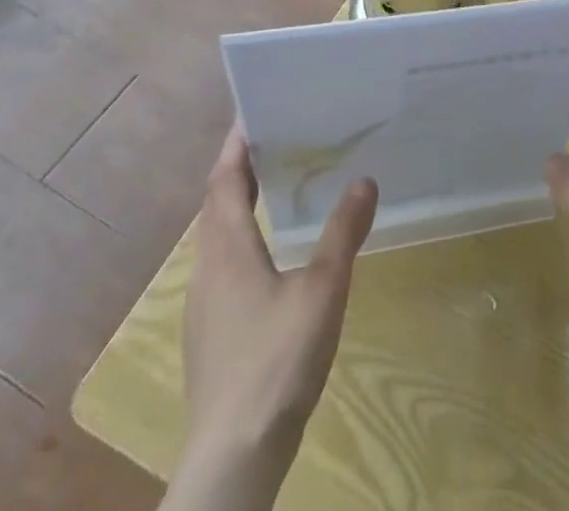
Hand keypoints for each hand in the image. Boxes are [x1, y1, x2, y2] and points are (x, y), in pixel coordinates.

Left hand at [169, 126, 375, 508]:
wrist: (233, 457)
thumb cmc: (276, 360)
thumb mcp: (322, 289)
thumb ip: (343, 232)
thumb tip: (364, 179)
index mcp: (228, 250)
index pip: (223, 181)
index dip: (236, 145)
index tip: (253, 111)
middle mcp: (208, 269)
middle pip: (216, 205)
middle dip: (239, 169)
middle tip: (276, 138)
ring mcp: (205, 305)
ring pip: (217, 238)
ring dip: (238, 204)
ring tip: (277, 185)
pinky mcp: (211, 334)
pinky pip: (224, 264)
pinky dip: (243, 238)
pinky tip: (273, 253)